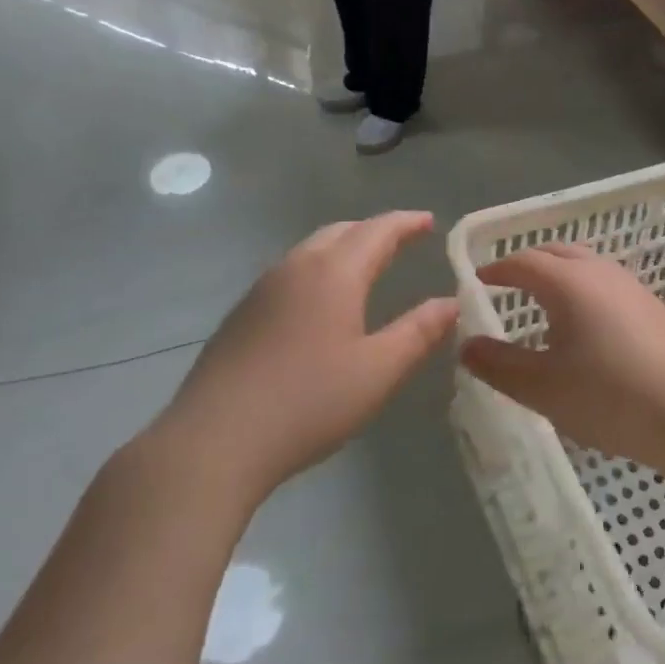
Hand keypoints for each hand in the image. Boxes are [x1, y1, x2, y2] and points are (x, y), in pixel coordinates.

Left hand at [165, 213, 457, 488]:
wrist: (213, 441)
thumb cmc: (309, 402)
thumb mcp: (379, 371)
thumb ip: (419, 332)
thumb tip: (451, 302)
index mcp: (334, 273)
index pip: (378, 231)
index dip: (407, 223)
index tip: (430, 221)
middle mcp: (296, 268)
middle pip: (341, 232)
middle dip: (375, 231)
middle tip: (402, 240)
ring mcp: (262, 290)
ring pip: (310, 250)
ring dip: (343, 247)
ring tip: (365, 265)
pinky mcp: (240, 316)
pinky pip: (289, 274)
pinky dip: (318, 270)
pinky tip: (319, 303)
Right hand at [460, 244, 664, 473]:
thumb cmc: (610, 396)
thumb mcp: (542, 387)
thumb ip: (498, 364)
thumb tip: (466, 345)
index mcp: (568, 281)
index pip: (522, 262)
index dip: (496, 270)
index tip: (477, 281)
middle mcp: (600, 271)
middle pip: (555, 253)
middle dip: (526, 264)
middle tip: (505, 286)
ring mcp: (631, 286)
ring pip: (584, 265)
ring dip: (557, 274)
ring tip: (540, 304)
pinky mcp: (652, 306)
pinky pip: (604, 283)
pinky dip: (581, 289)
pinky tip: (583, 326)